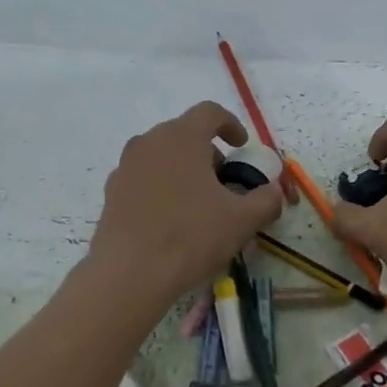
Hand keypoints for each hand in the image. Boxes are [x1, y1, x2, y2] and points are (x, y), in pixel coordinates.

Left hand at [88, 102, 283, 307]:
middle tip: (225, 183)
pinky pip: (144, 179)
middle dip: (209, 154)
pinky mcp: (112, 193)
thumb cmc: (191, 237)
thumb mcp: (242, 221)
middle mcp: (149, 142)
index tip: (242, 147)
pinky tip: (172, 220)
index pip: (209, 113)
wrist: (130, 274)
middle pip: (184, 134)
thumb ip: (266, 200)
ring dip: (184, 171)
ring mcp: (125, 167)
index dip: (231, 125)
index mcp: (181, 138)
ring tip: (199, 204)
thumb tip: (274, 192)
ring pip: (162, 157)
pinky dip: (163, 189)